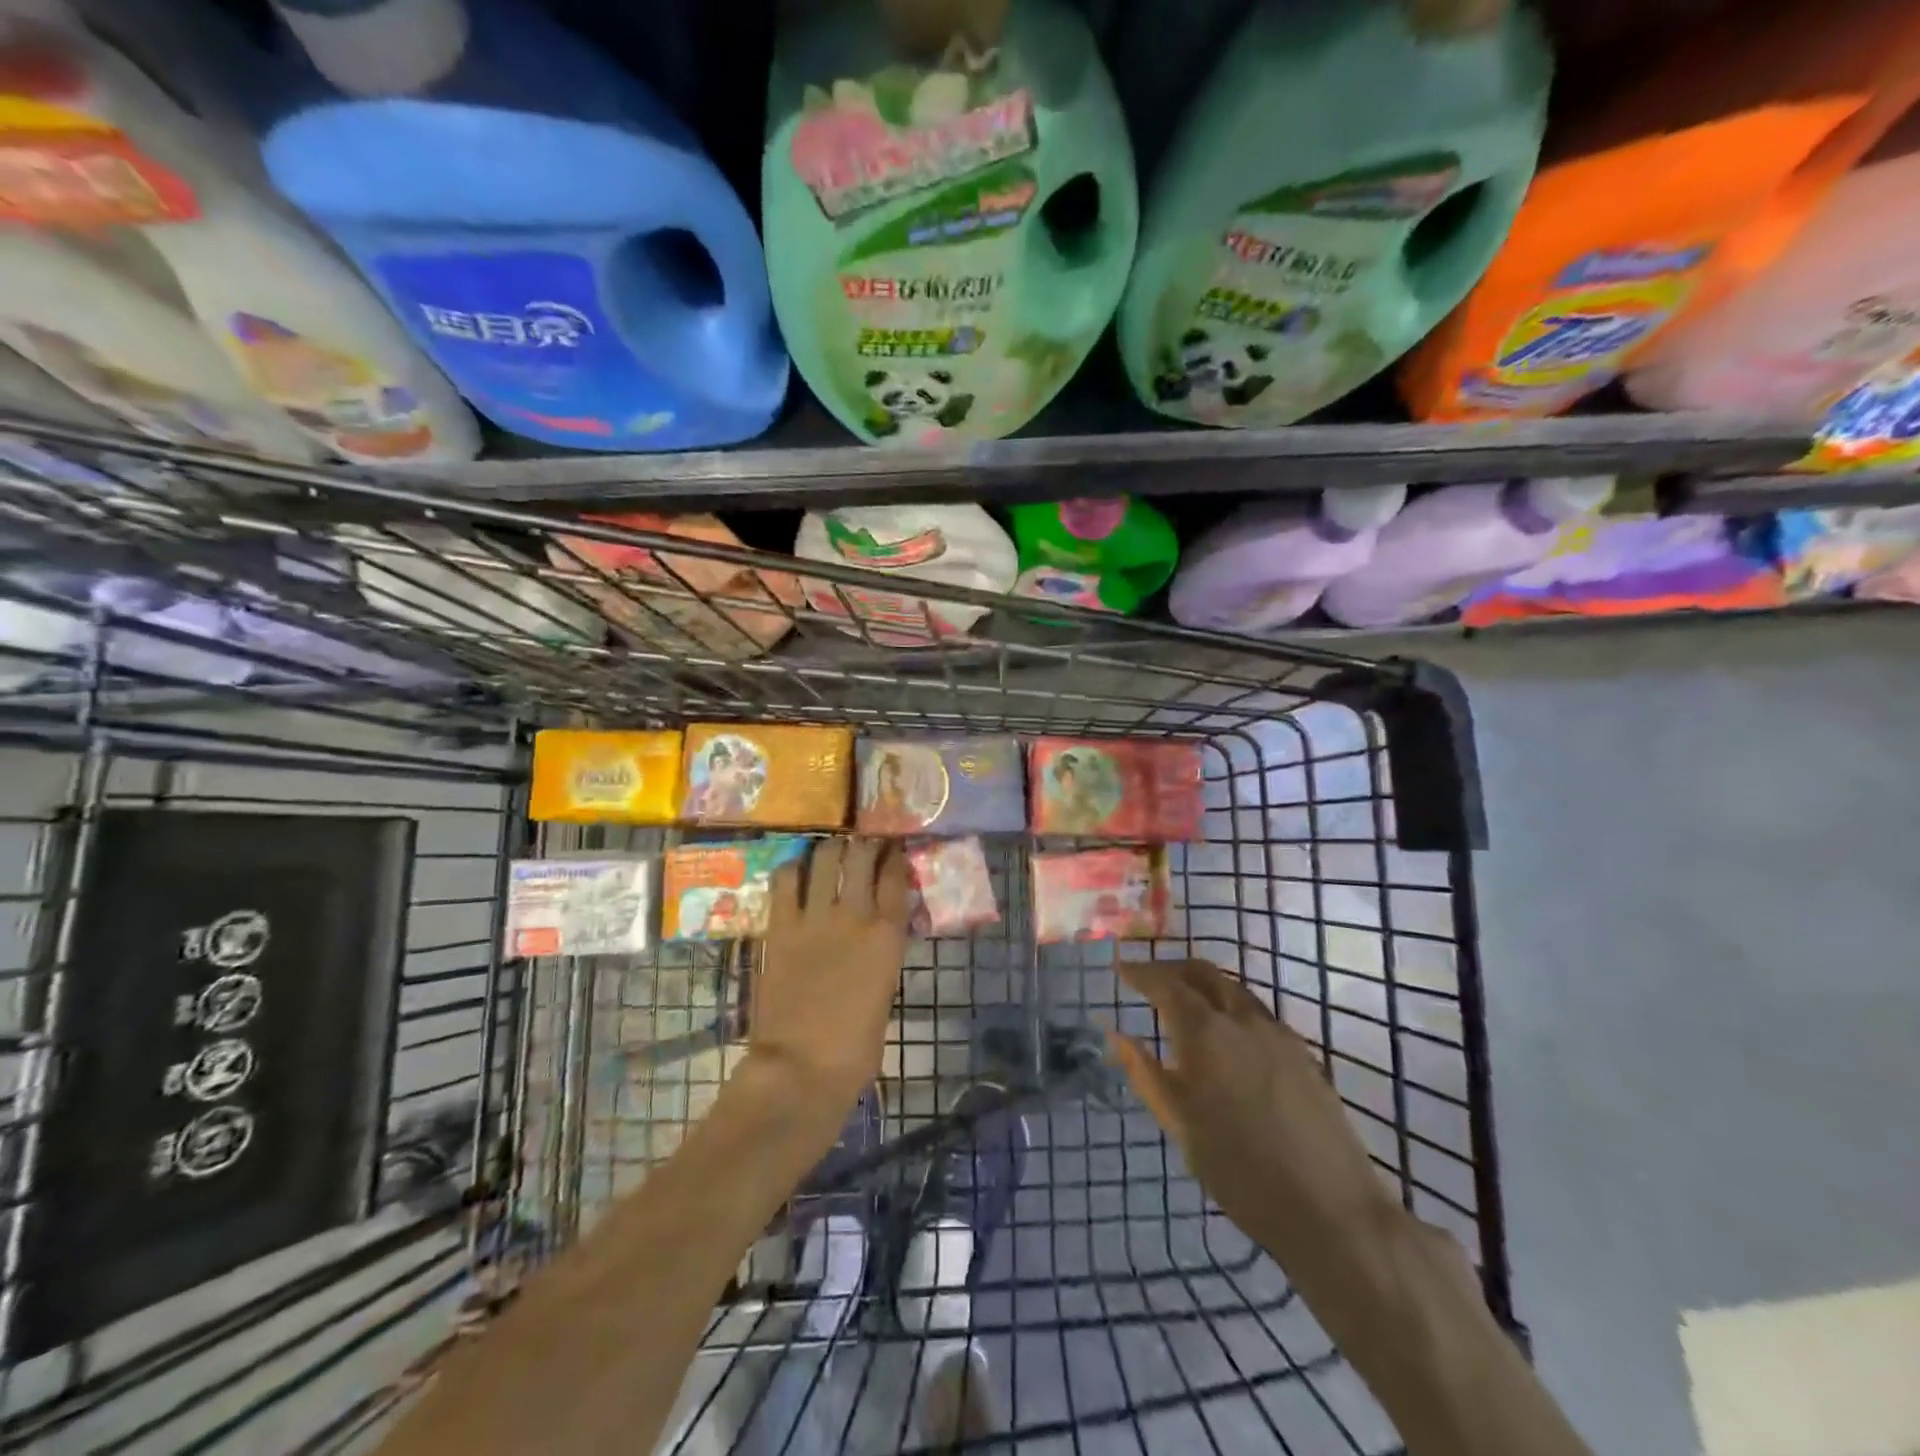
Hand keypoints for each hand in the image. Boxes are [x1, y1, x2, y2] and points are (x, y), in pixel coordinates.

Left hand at [750, 837, 910, 1117]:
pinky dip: (793, 868)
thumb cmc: (855, 1047)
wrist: (801, 1068)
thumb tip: (878, 935)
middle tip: (862, 843)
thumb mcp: (884, 993)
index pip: (895, 877)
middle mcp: (854, 916)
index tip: (893, 848)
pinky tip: (796, 869)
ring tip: (832, 848)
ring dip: (830, 848)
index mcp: (887, 936)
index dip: (895, 857)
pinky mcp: (780, 928)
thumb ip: (882, 955)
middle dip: (864, 843)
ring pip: (825, 859)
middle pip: (861, 856)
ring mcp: (814, 918)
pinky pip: (785, 882)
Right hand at [1110, 958, 1393, 1264]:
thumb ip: (1146, 1074)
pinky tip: (1228, 1038)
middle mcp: (1242, 1019)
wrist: (1330, 1210)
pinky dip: (1231, 1008)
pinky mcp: (1303, 1054)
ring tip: (1186, 1006)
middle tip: (1150, 981)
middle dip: (1173, 970)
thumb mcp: (1180, 1124)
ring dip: (1204, 986)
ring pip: (1234, 989)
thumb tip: (1117, 1036)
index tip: (1121, 969)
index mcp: (1206, 1032)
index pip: (1165, 983)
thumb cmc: (1239, 1170)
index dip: (1140, 972)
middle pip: (1204, 973)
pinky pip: (1257, 1012)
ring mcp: (1278, 1034)